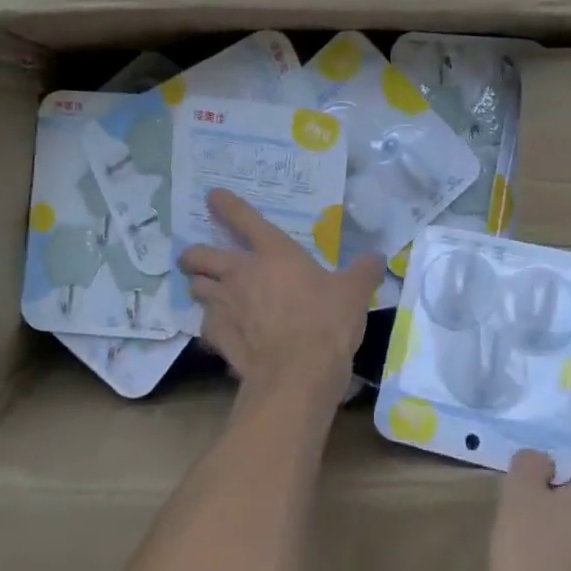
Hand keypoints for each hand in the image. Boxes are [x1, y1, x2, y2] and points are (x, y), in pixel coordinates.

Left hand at [176, 189, 385, 412]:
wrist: (298, 373)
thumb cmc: (327, 322)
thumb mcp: (355, 292)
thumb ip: (364, 270)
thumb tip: (377, 257)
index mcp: (274, 252)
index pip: (244, 218)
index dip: (227, 205)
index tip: (213, 197)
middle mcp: (241, 273)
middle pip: (201, 255)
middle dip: (194, 254)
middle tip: (196, 257)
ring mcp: (225, 305)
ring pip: (196, 287)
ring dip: (200, 286)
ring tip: (208, 291)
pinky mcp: (217, 336)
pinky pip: (204, 324)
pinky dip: (210, 324)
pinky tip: (220, 330)